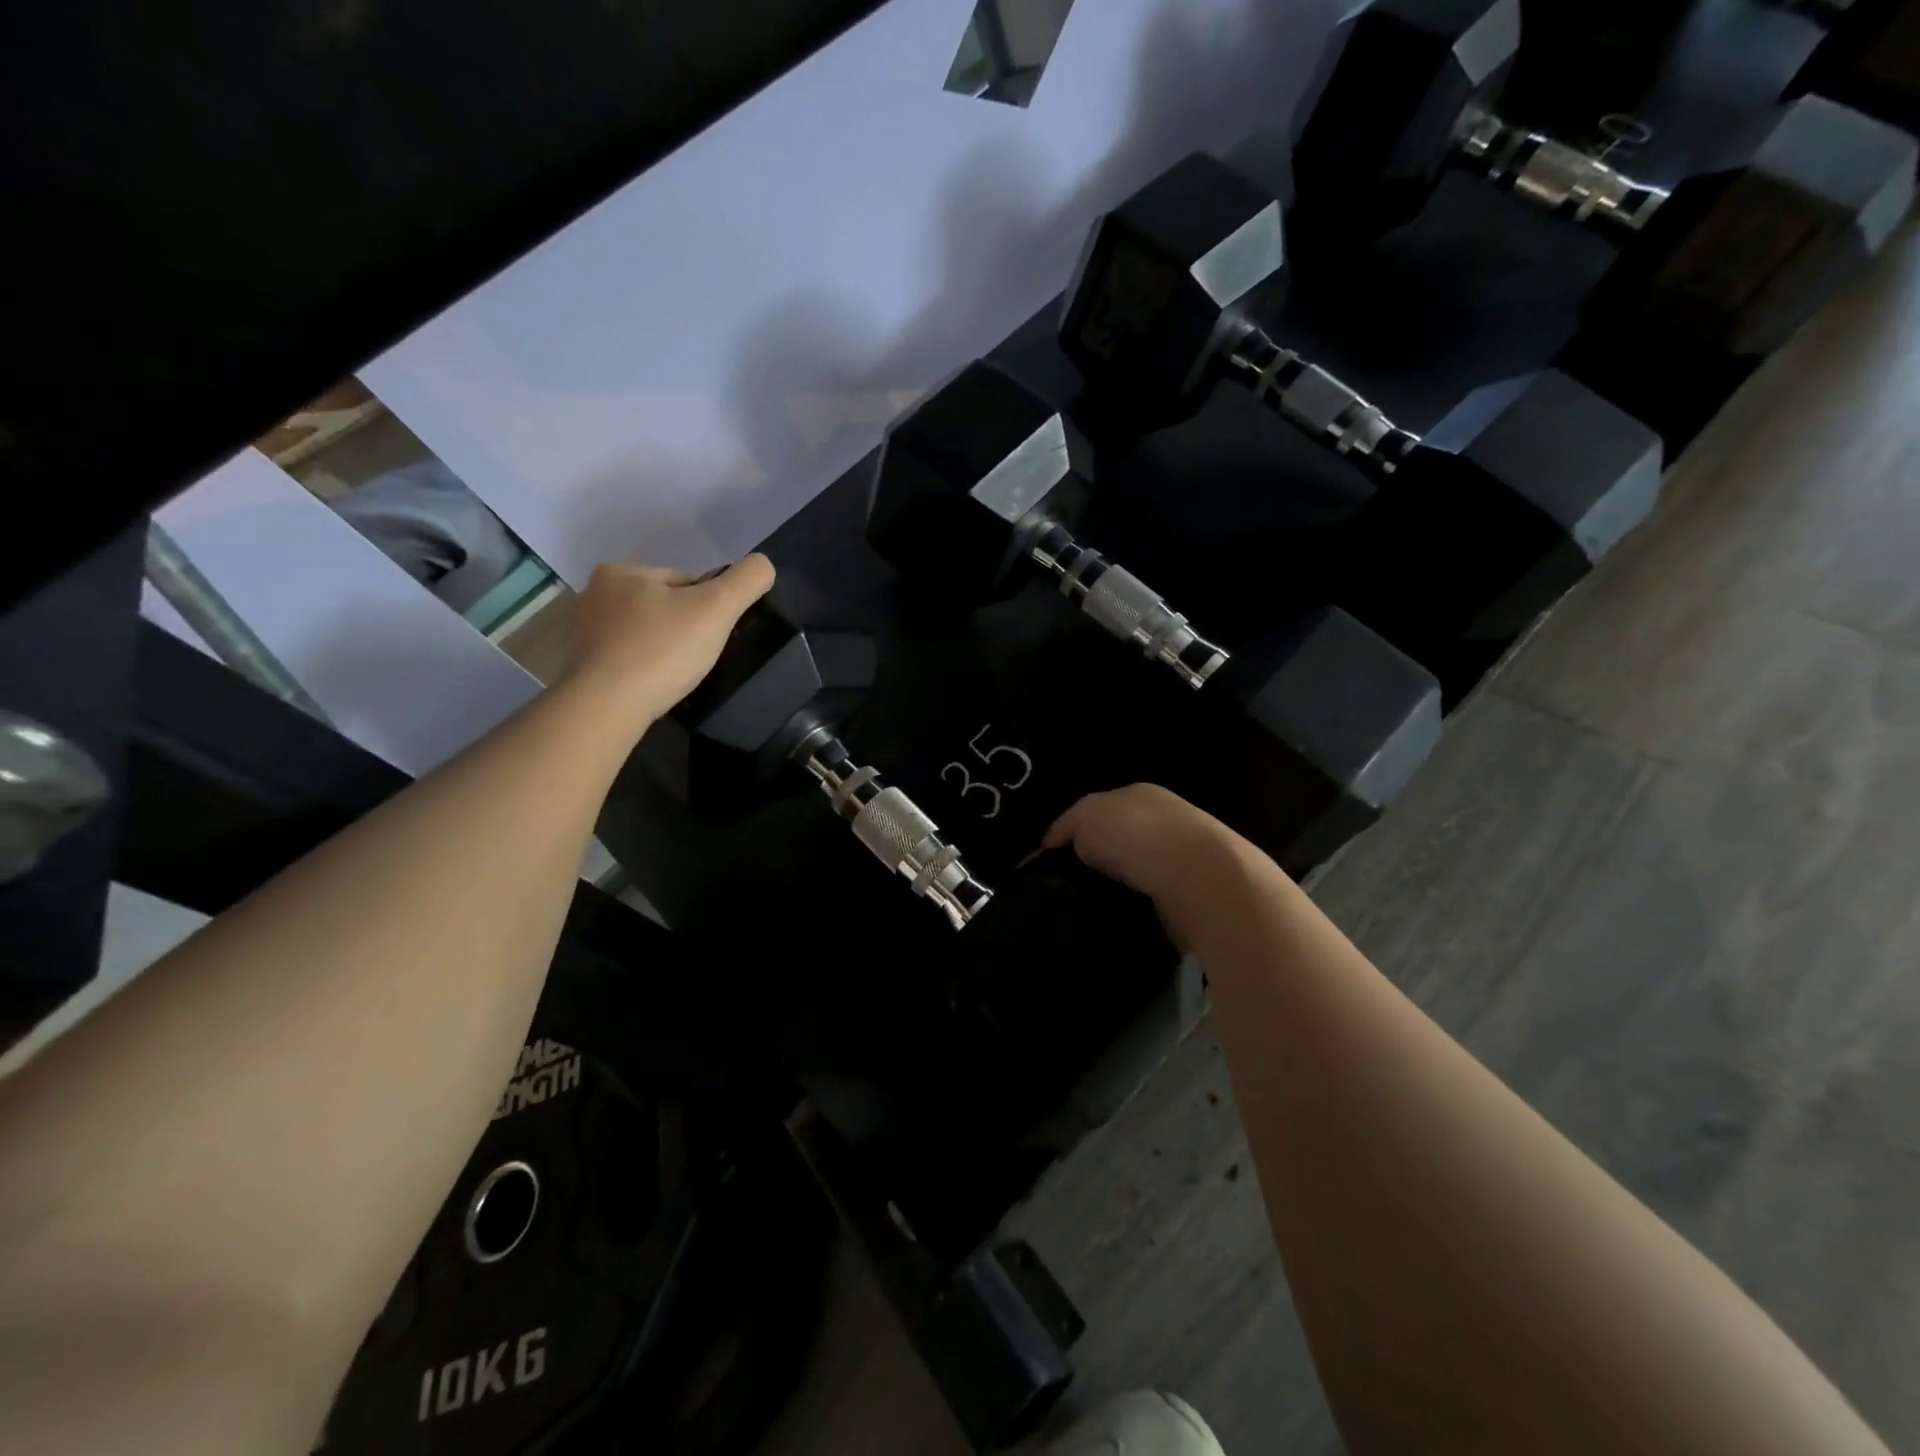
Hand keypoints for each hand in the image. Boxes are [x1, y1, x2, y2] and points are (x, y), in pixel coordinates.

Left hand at [561, 556, 774, 727]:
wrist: (606, 707)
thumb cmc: (662, 650)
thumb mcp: (717, 607)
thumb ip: (746, 580)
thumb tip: (763, 565)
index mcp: (621, 571)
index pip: (684, 582)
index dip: (708, 608)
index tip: (712, 634)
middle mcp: (595, 594)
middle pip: (663, 606)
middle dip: (683, 628)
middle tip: (697, 657)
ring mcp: (584, 632)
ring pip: (645, 633)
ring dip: (663, 649)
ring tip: (676, 674)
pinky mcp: (582, 665)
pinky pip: (627, 658)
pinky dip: (644, 668)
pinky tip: (653, 685)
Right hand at [1042, 784, 1250, 942]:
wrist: (1202, 879)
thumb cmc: (1138, 835)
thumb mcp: (1087, 815)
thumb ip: (1068, 826)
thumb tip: (1055, 845)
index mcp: (1139, 795)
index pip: (1097, 812)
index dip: (1071, 834)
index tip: (1047, 864)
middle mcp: (1162, 822)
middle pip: (1116, 842)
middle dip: (1093, 863)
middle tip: (1063, 889)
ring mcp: (1179, 860)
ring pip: (1132, 875)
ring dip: (1114, 890)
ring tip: (1086, 909)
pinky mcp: (1188, 896)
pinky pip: (1148, 903)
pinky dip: (1132, 910)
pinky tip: (1116, 920)